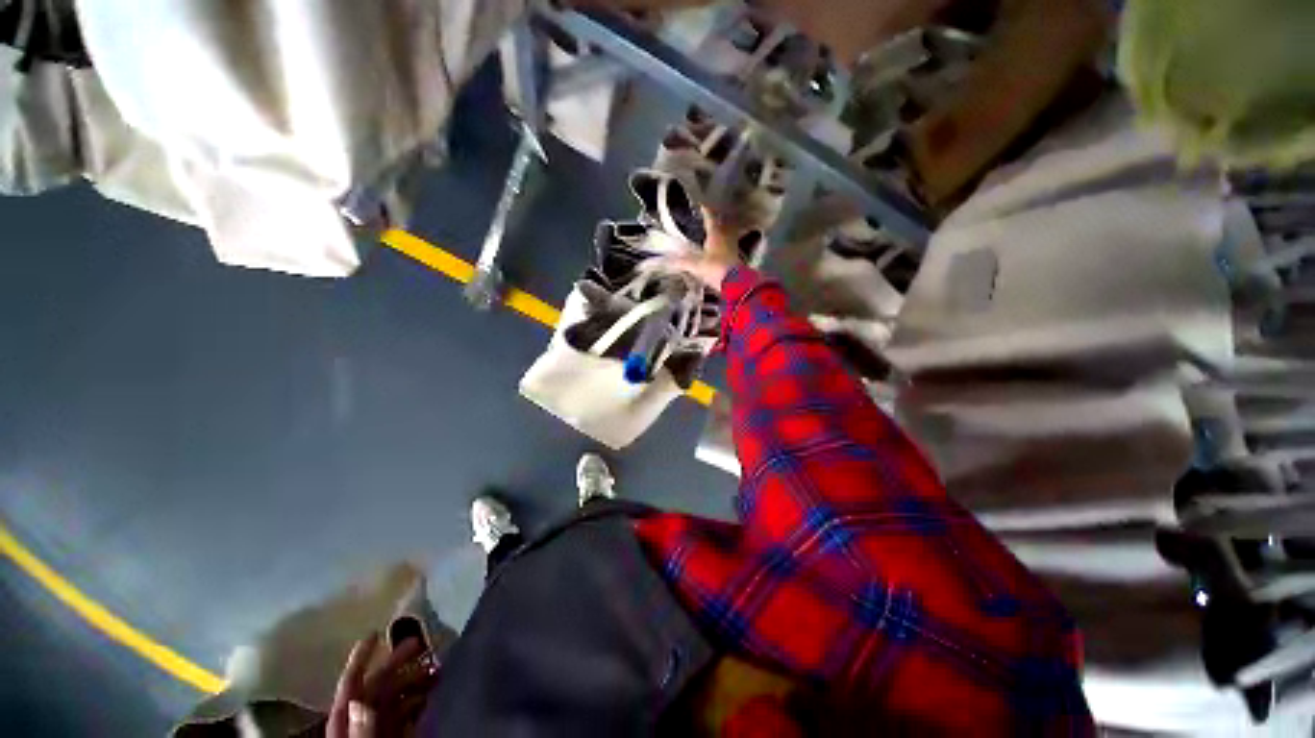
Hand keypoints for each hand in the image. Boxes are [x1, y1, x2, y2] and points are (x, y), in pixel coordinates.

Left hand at [327, 633, 438, 737]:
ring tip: (435, 669)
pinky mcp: (394, 737)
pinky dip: (420, 699)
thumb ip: (360, 731)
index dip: (360, 659)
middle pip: (378, 687)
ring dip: (414, 680)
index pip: (351, 686)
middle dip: (399, 663)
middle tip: (423, 643)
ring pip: (395, 697)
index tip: (376, 633)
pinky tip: (434, 693)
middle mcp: (361, 722)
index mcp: (346, 723)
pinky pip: (407, 714)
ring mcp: (378, 730)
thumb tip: (361, 700)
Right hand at [659, 206, 745, 289]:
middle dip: (715, 219)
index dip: (706, 210)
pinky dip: (724, 242)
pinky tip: (720, 247)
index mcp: (715, 234)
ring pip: (727, 233)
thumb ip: (682, 262)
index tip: (701, 203)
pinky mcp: (735, 257)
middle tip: (709, 215)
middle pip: (721, 223)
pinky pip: (729, 245)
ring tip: (714, 229)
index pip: (710, 218)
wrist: (735, 283)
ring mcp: (732, 246)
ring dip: (721, 230)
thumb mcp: (696, 266)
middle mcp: (725, 237)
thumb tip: (665, 261)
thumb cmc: (716, 269)